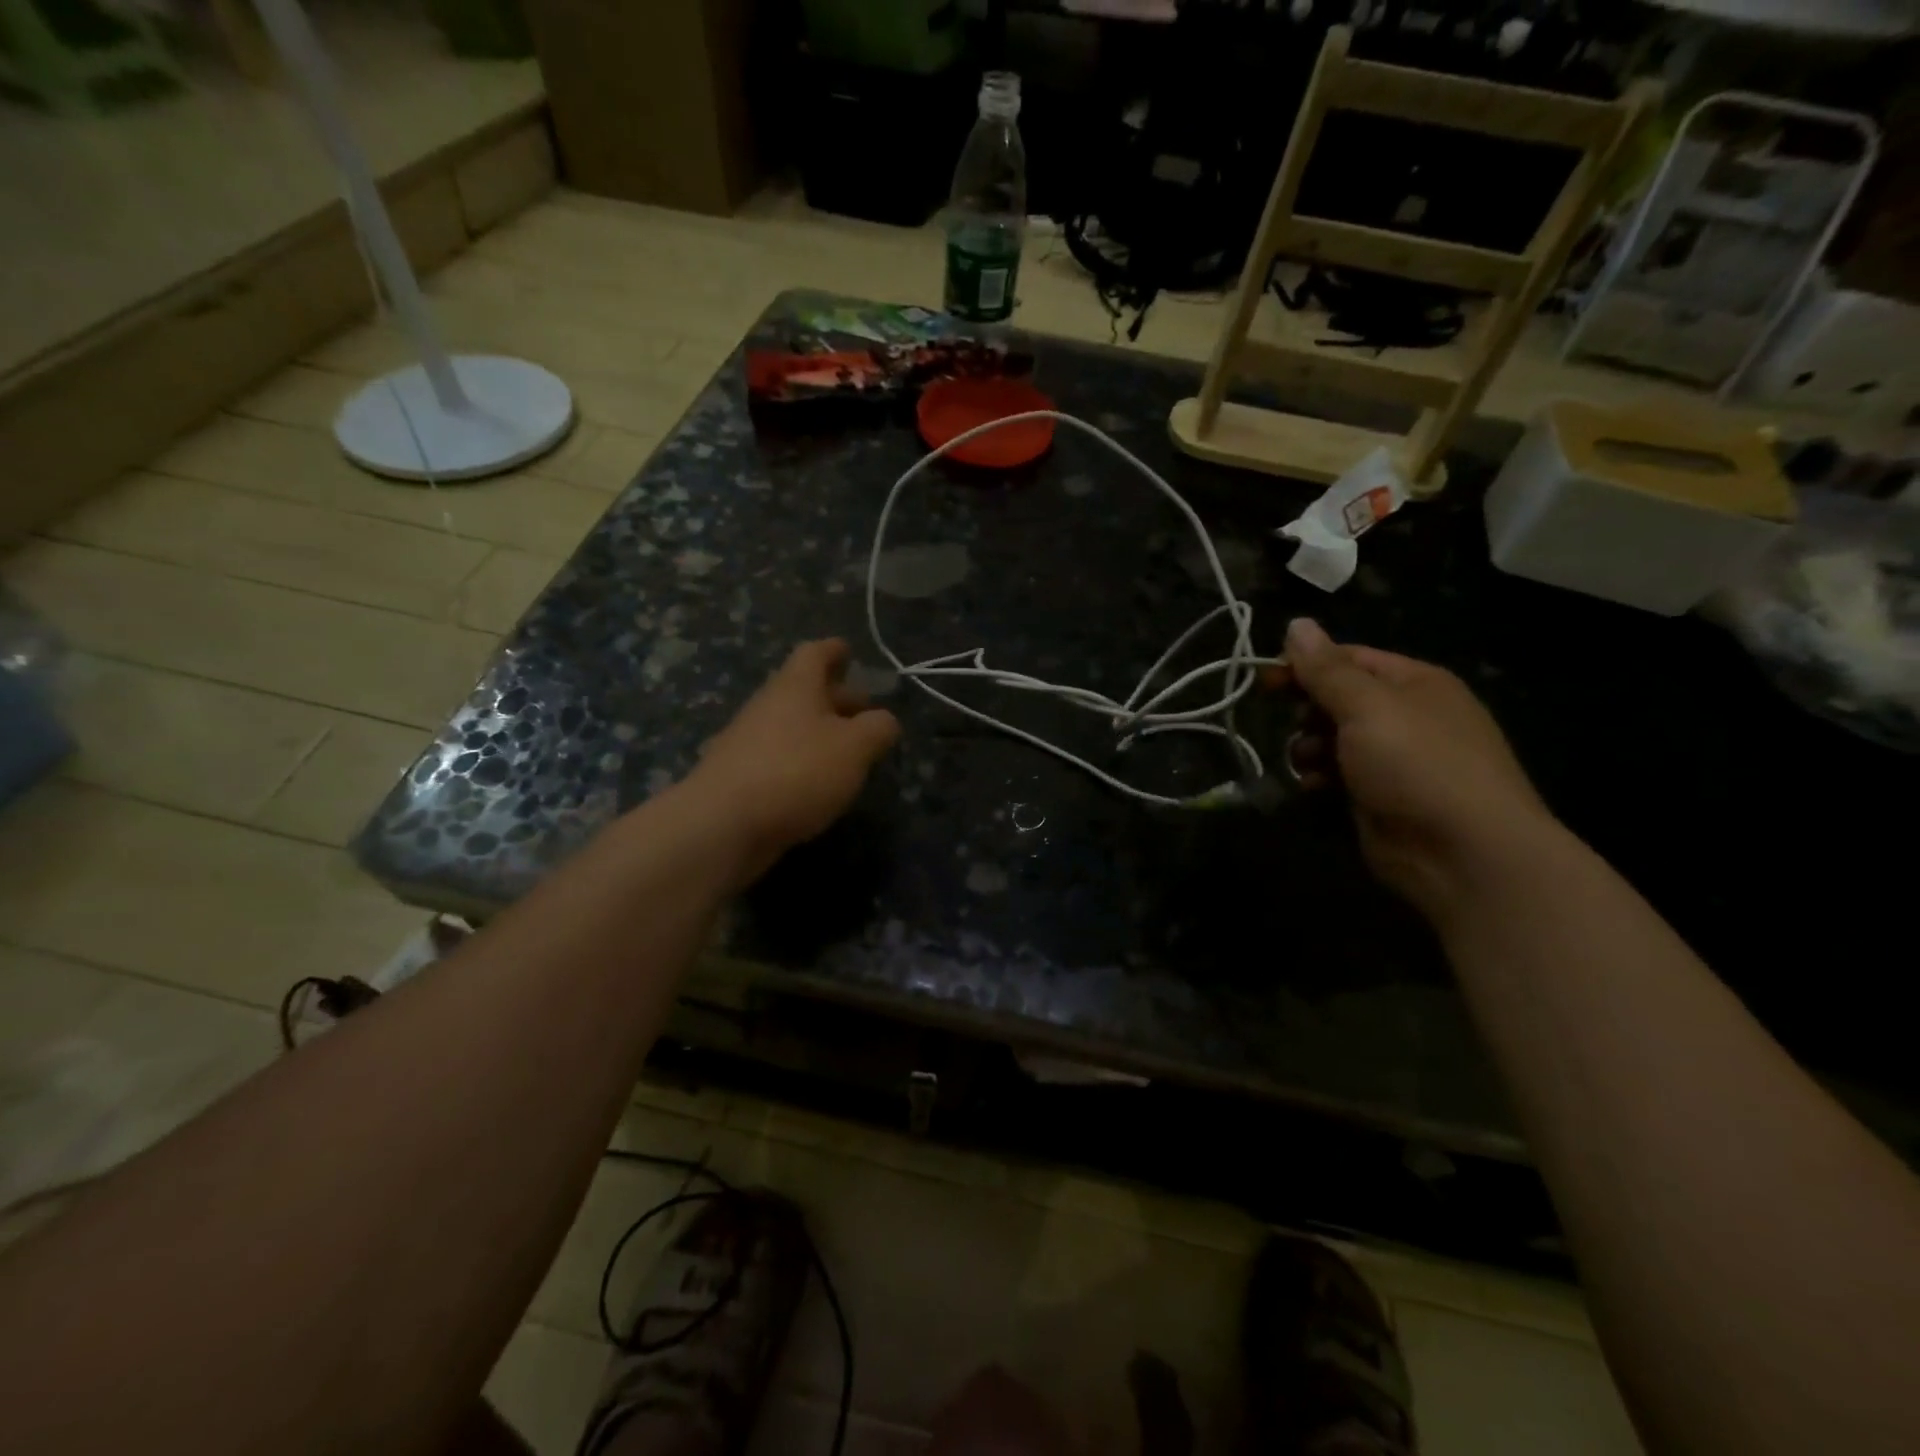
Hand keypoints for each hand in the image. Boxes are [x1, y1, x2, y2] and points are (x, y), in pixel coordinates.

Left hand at [686, 639, 900, 880]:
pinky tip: (818, 783)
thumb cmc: (797, 771)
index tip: (848, 651)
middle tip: (864, 711)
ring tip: (849, 753)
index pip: (815, 653)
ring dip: (820, 732)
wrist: (723, 823)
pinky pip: (778, 755)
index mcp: (795, 686)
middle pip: (804, 690)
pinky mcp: (738, 775)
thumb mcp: (855, 747)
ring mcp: (748, 741)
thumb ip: (877, 729)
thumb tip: (884, 720)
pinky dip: (801, 760)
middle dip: (836, 697)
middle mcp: (768, 705)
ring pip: (791, 725)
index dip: (834, 650)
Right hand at [1283, 618, 1552, 921]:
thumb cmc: (1416, 764)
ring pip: (1333, 738)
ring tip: (1306, 761)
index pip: (1348, 658)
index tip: (1264, 679)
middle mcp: (1406, 715)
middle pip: (1339, 697)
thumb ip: (1326, 669)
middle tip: (1291, 722)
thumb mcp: (1367, 706)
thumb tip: (1297, 623)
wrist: (1463, 852)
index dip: (1305, 664)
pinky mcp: (1380, 796)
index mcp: (1414, 682)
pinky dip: (1320, 776)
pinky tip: (1314, 786)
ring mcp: (1394, 758)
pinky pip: (1338, 774)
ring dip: (1309, 745)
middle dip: (1308, 709)